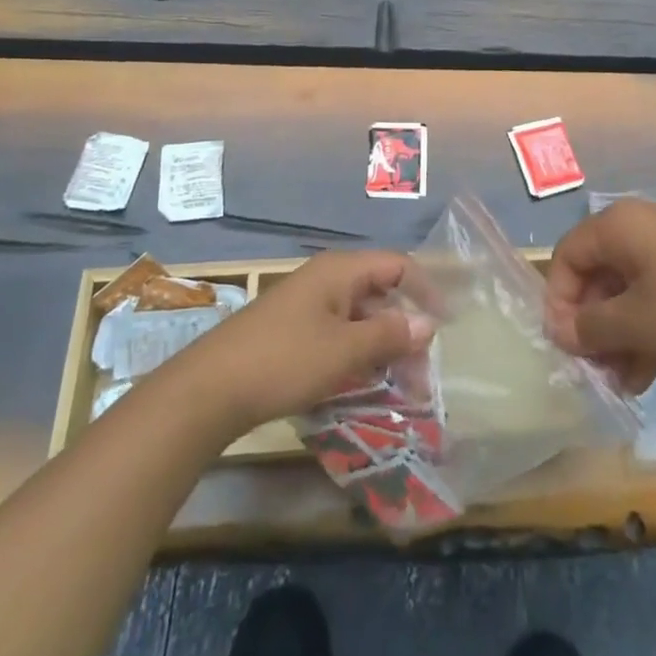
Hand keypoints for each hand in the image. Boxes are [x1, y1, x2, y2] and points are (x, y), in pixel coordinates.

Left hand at [177, 250, 435, 433]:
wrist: (208, 390)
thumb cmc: (284, 361)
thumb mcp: (345, 350)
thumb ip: (390, 335)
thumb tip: (428, 323)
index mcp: (340, 270)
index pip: (398, 266)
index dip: (426, 291)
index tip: (447, 325)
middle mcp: (325, 279)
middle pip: (379, 294)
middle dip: (405, 331)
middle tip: (422, 374)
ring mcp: (305, 305)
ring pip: (358, 318)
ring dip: (382, 348)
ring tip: (399, 388)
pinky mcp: (290, 331)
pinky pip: (337, 334)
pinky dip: (356, 355)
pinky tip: (361, 385)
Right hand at [543, 199, 655, 393]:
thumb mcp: (637, 323)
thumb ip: (590, 326)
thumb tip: (560, 330)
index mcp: (621, 226)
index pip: (568, 255)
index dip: (558, 300)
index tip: (565, 344)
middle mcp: (643, 227)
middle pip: (598, 274)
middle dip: (591, 325)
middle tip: (593, 368)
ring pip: (628, 290)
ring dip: (618, 336)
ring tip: (621, 382)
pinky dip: (646, 330)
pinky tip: (647, 375)